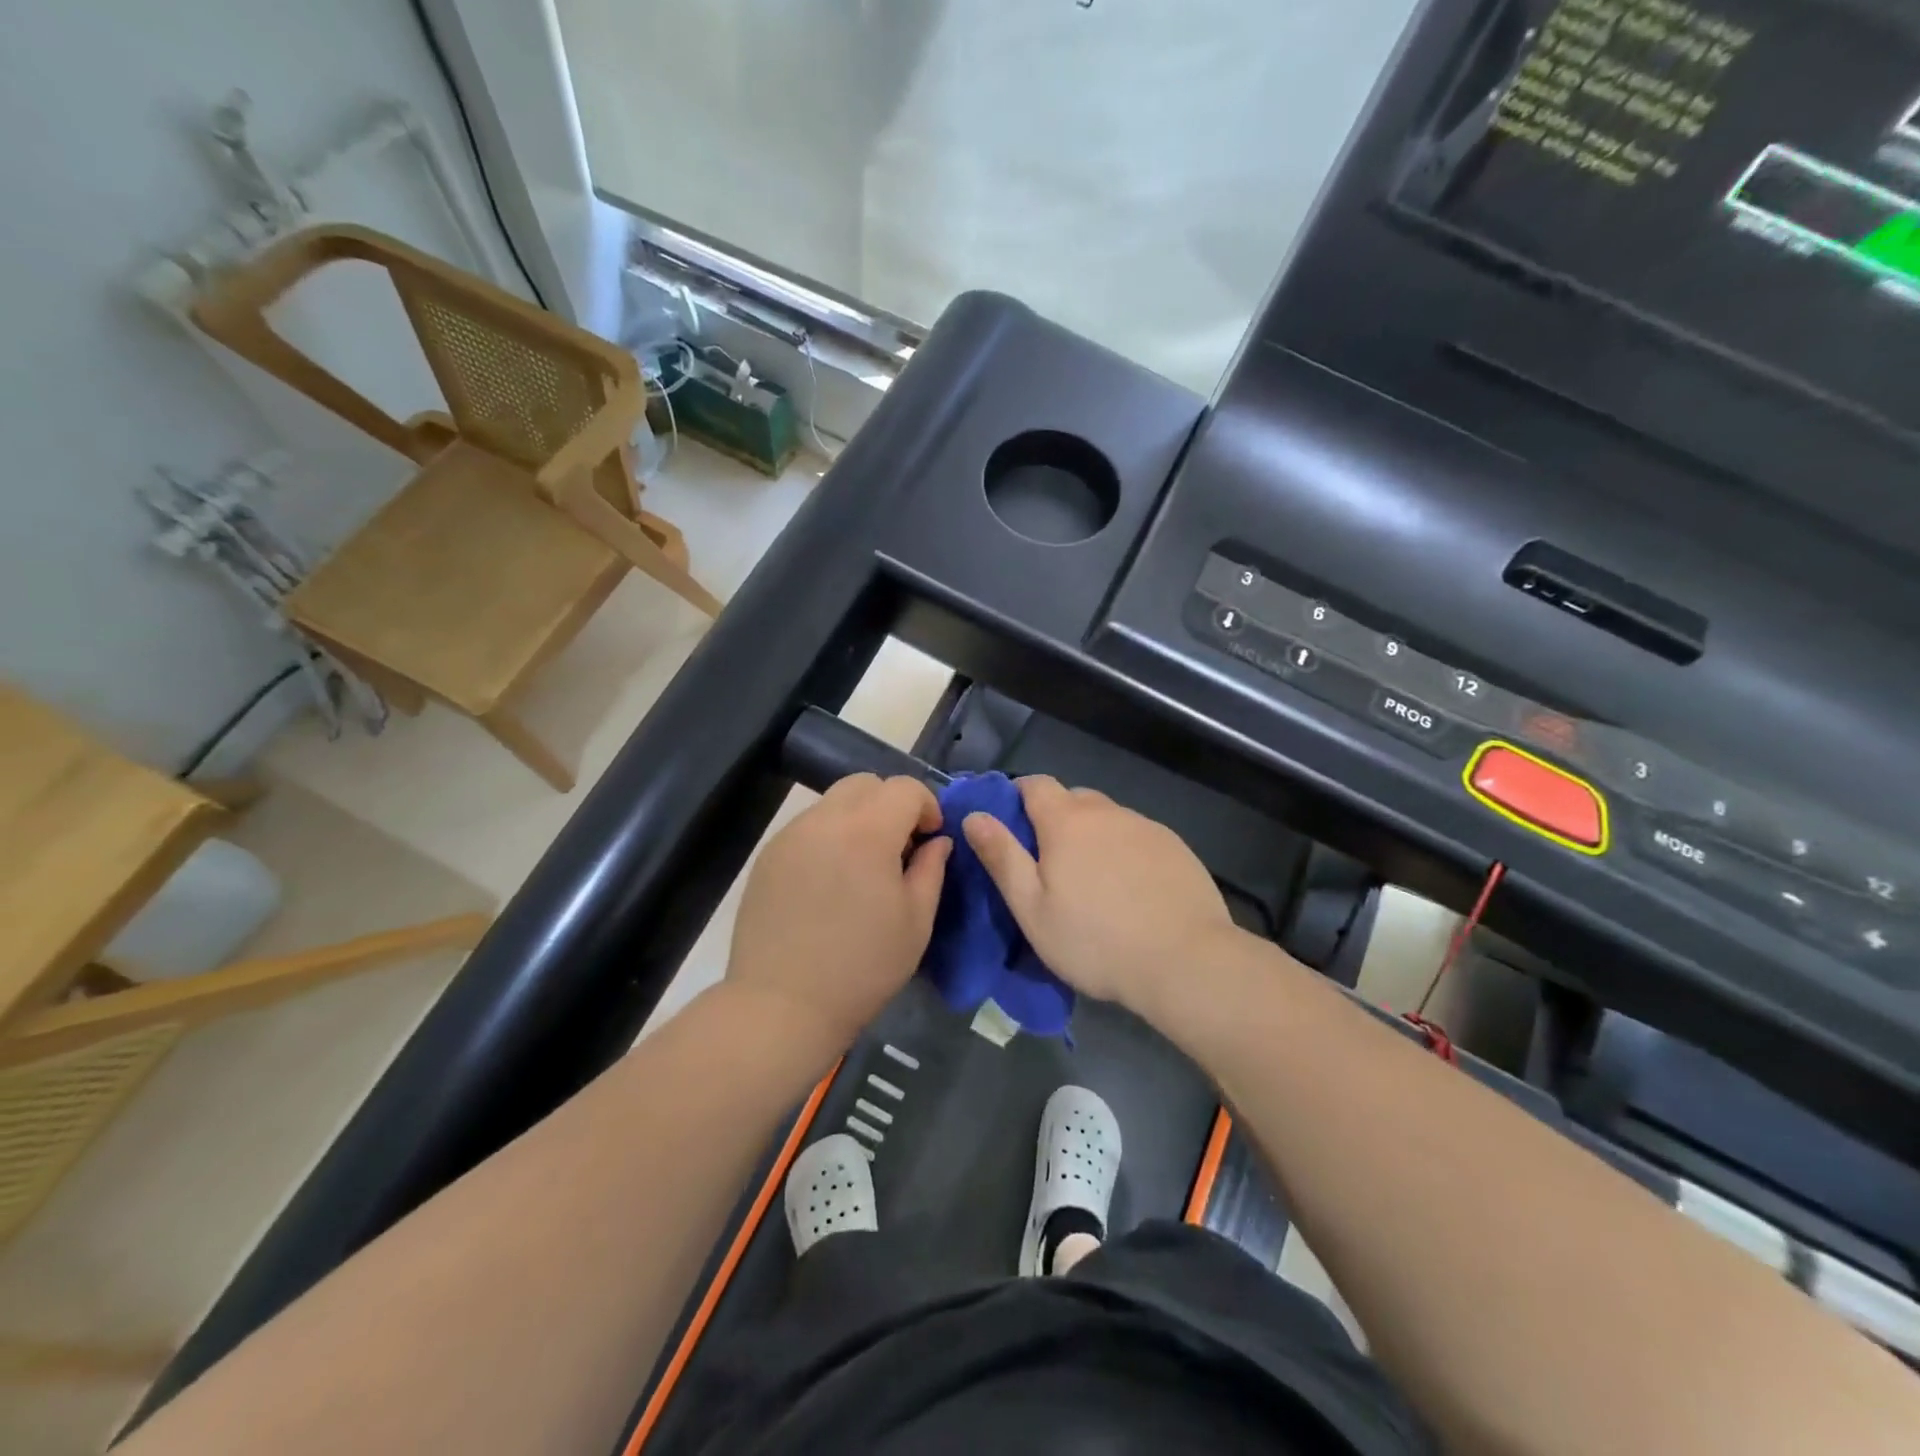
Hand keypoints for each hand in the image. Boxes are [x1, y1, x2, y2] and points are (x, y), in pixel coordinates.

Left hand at [727, 774, 950, 1051]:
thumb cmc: (862, 967)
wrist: (782, 1005)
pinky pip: (808, 827)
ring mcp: (790, 835)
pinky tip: (829, 882)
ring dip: (858, 818)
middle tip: (898, 847)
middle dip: (891, 804)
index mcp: (867, 832)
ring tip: (862, 866)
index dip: (927, 805)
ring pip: (833, 802)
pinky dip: (829, 837)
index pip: (905, 788)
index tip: (930, 838)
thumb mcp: (916, 921)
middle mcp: (825, 820)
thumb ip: (931, 869)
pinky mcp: (768, 855)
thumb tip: (937, 841)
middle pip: (865, 783)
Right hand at [963, 776, 1236, 1020]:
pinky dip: (1125, 852)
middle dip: (1055, 819)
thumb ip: (1002, 857)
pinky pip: (1137, 837)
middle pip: (1073, 799)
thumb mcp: (1032, 908)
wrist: (1186, 961)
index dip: (1017, 796)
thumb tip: (974, 816)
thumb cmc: (1095, 940)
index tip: (1011, 826)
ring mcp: (1146, 827)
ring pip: (1108, 818)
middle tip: (1049, 864)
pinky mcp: (1176, 847)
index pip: (1035, 784)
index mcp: (1066, 821)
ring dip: (1092, 836)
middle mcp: (1107, 812)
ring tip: (1093, 883)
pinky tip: (1130, 890)